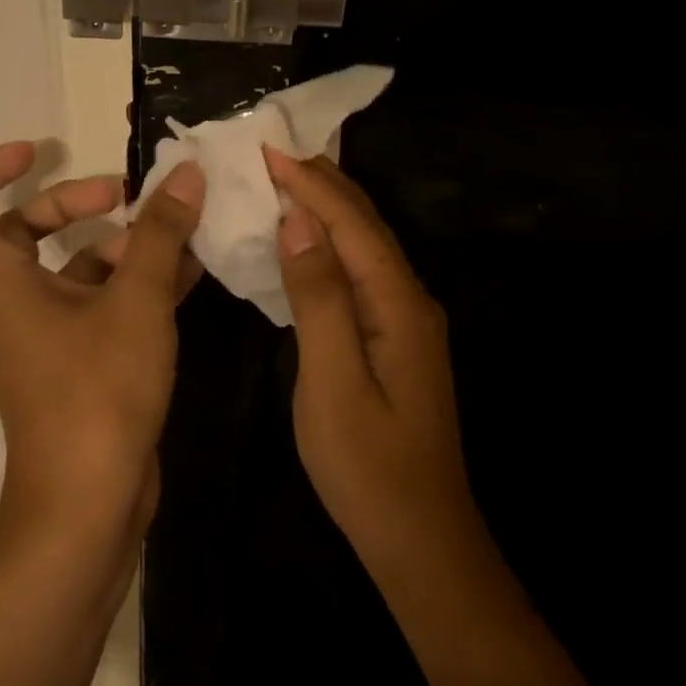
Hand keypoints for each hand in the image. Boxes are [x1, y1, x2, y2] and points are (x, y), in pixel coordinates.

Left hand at [0, 142, 204, 532]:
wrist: (89, 504)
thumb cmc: (96, 395)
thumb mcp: (136, 305)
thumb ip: (160, 236)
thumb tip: (184, 174)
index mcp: (2, 284)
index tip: (35, 151)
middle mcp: (16, 303)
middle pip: (25, 231)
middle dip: (75, 203)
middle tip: (128, 196)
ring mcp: (50, 335)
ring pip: (75, 268)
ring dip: (121, 244)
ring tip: (178, 230)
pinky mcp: (82, 361)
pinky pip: (104, 304)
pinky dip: (138, 283)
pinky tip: (192, 271)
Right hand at [265, 146, 480, 581]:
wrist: (420, 536)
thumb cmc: (368, 466)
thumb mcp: (332, 382)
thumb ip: (318, 298)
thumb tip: (299, 222)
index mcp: (397, 304)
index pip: (350, 224)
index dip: (309, 182)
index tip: (266, 148)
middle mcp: (409, 300)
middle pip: (364, 224)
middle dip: (320, 182)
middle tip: (270, 152)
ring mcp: (404, 321)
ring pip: (363, 246)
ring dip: (325, 208)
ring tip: (281, 181)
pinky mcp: (392, 339)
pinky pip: (358, 272)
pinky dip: (329, 244)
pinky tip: (304, 243)